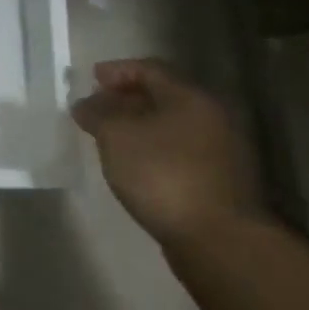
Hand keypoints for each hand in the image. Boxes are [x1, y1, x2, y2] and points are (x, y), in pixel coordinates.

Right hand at [70, 58, 266, 248]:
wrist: (219, 241)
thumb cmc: (163, 175)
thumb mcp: (116, 136)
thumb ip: (98, 113)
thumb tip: (86, 103)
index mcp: (191, 96)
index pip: (150, 69)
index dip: (117, 70)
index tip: (91, 78)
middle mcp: (213, 116)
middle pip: (164, 95)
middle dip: (127, 97)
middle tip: (98, 106)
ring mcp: (222, 150)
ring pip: (173, 125)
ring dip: (141, 125)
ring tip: (111, 136)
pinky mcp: (221, 180)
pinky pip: (180, 150)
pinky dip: (154, 147)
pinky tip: (135, 163)